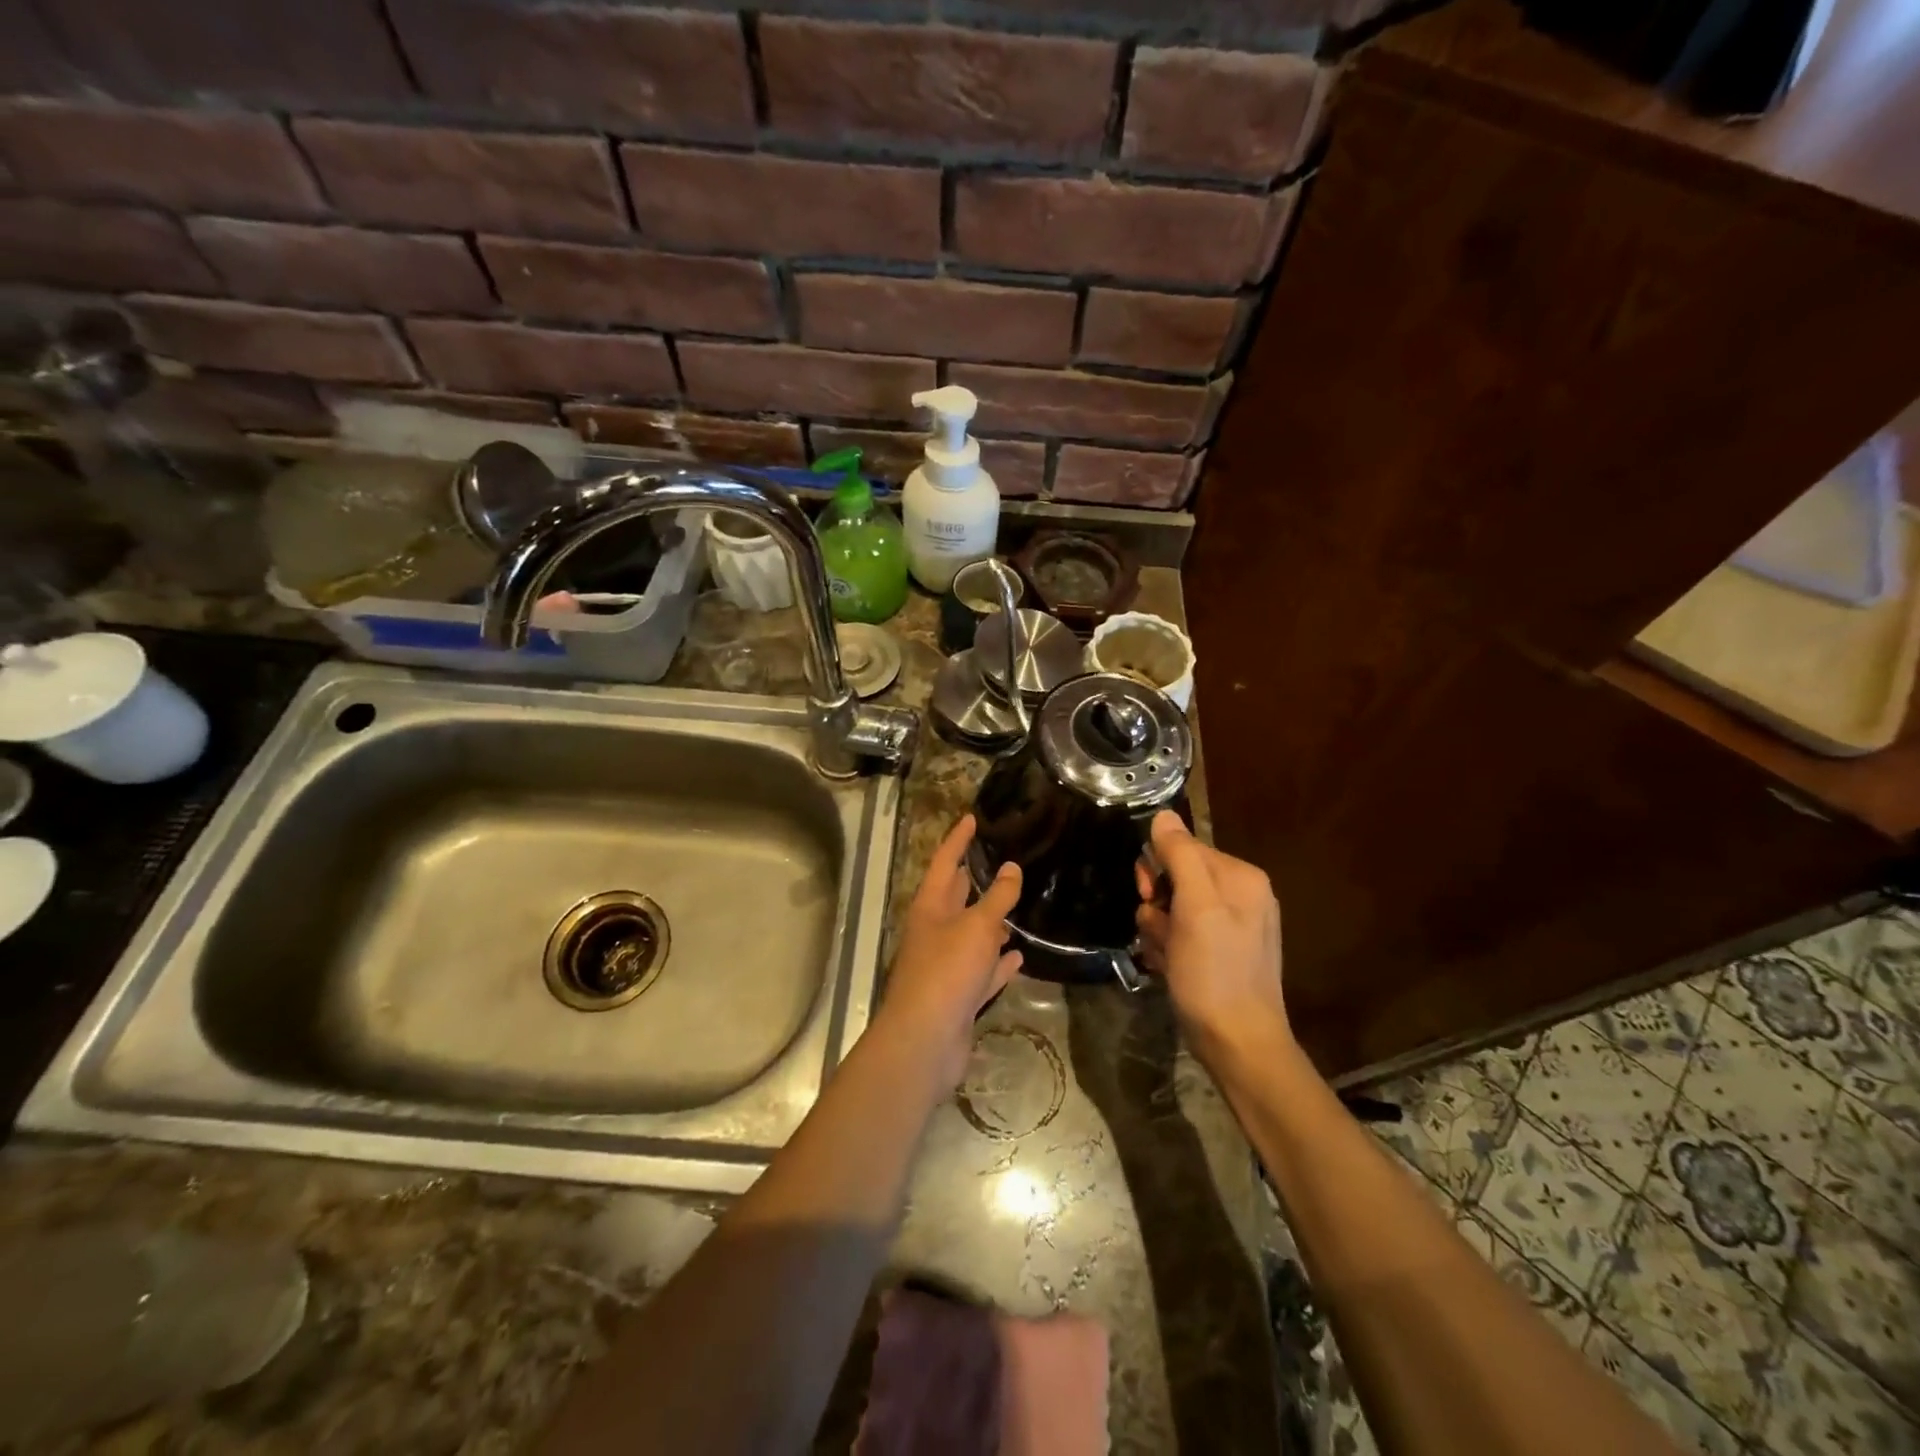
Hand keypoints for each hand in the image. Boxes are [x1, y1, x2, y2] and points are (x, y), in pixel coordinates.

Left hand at [878, 815, 1023, 1090]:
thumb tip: (1011, 867)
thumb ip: (997, 898)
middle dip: (972, 878)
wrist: (925, 1041)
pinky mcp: (957, 996)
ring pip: (970, 935)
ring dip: (989, 922)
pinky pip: (982, 971)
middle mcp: (934, 932)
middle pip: (954, 897)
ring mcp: (944, 966)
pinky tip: (1017, 957)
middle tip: (997, 858)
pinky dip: (997, 963)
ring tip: (1014, 905)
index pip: (944, 862)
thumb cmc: (946, 972)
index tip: (972, 818)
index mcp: (930, 908)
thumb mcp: (977, 927)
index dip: (958, 839)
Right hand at [1135, 811, 1291, 1066]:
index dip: (1159, 868)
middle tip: (1158, 929)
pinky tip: (1170, 968)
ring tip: (1166, 956)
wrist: (1238, 1045)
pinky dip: (1169, 948)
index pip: (1184, 848)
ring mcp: (1232, 927)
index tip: (1149, 893)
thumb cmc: (1214, 973)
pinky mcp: (1220, 954)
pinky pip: (1182, 934)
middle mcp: (1241, 896)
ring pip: (1173, 908)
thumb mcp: (1196, 908)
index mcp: (1241, 878)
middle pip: (1177, 877)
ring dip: (1159, 929)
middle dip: (1158, 903)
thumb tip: (1163, 815)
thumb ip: (1180, 856)